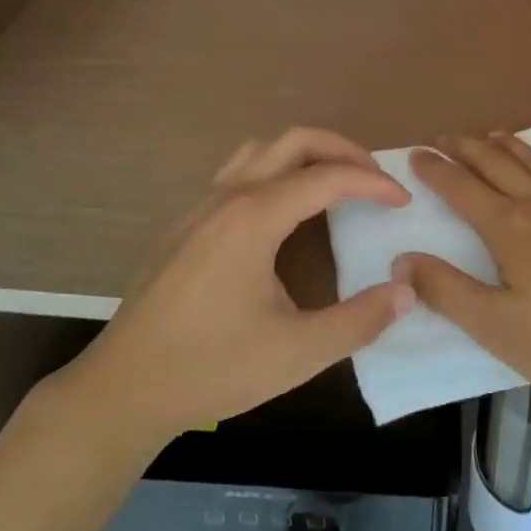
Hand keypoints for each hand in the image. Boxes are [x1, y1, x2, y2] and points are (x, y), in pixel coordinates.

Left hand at [64, 128, 415, 446]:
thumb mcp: (297, 353)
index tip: (403, 202)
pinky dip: (277, 171)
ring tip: (336, 184)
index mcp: (255, 217)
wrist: (123, 389)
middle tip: (375, 178)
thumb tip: (407, 291)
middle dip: (343, 150)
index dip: (373, 183)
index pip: (328, 177)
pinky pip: (240, 172)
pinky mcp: (187, 223)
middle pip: (295, 141)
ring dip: (306, 154)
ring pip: (262, 149)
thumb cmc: (211, 367)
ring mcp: (202, 206)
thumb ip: (359, 321)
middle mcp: (228, 196)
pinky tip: (285, 213)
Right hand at [393, 134, 530, 425]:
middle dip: (468, 149)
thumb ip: (447, 291)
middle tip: (446, 137)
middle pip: (498, 166)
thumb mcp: (498, 328)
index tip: (416, 154)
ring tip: (493, 135)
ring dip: (511, 147)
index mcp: (511, 229)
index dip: (436, 170)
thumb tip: (402, 259)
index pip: (462, 188)